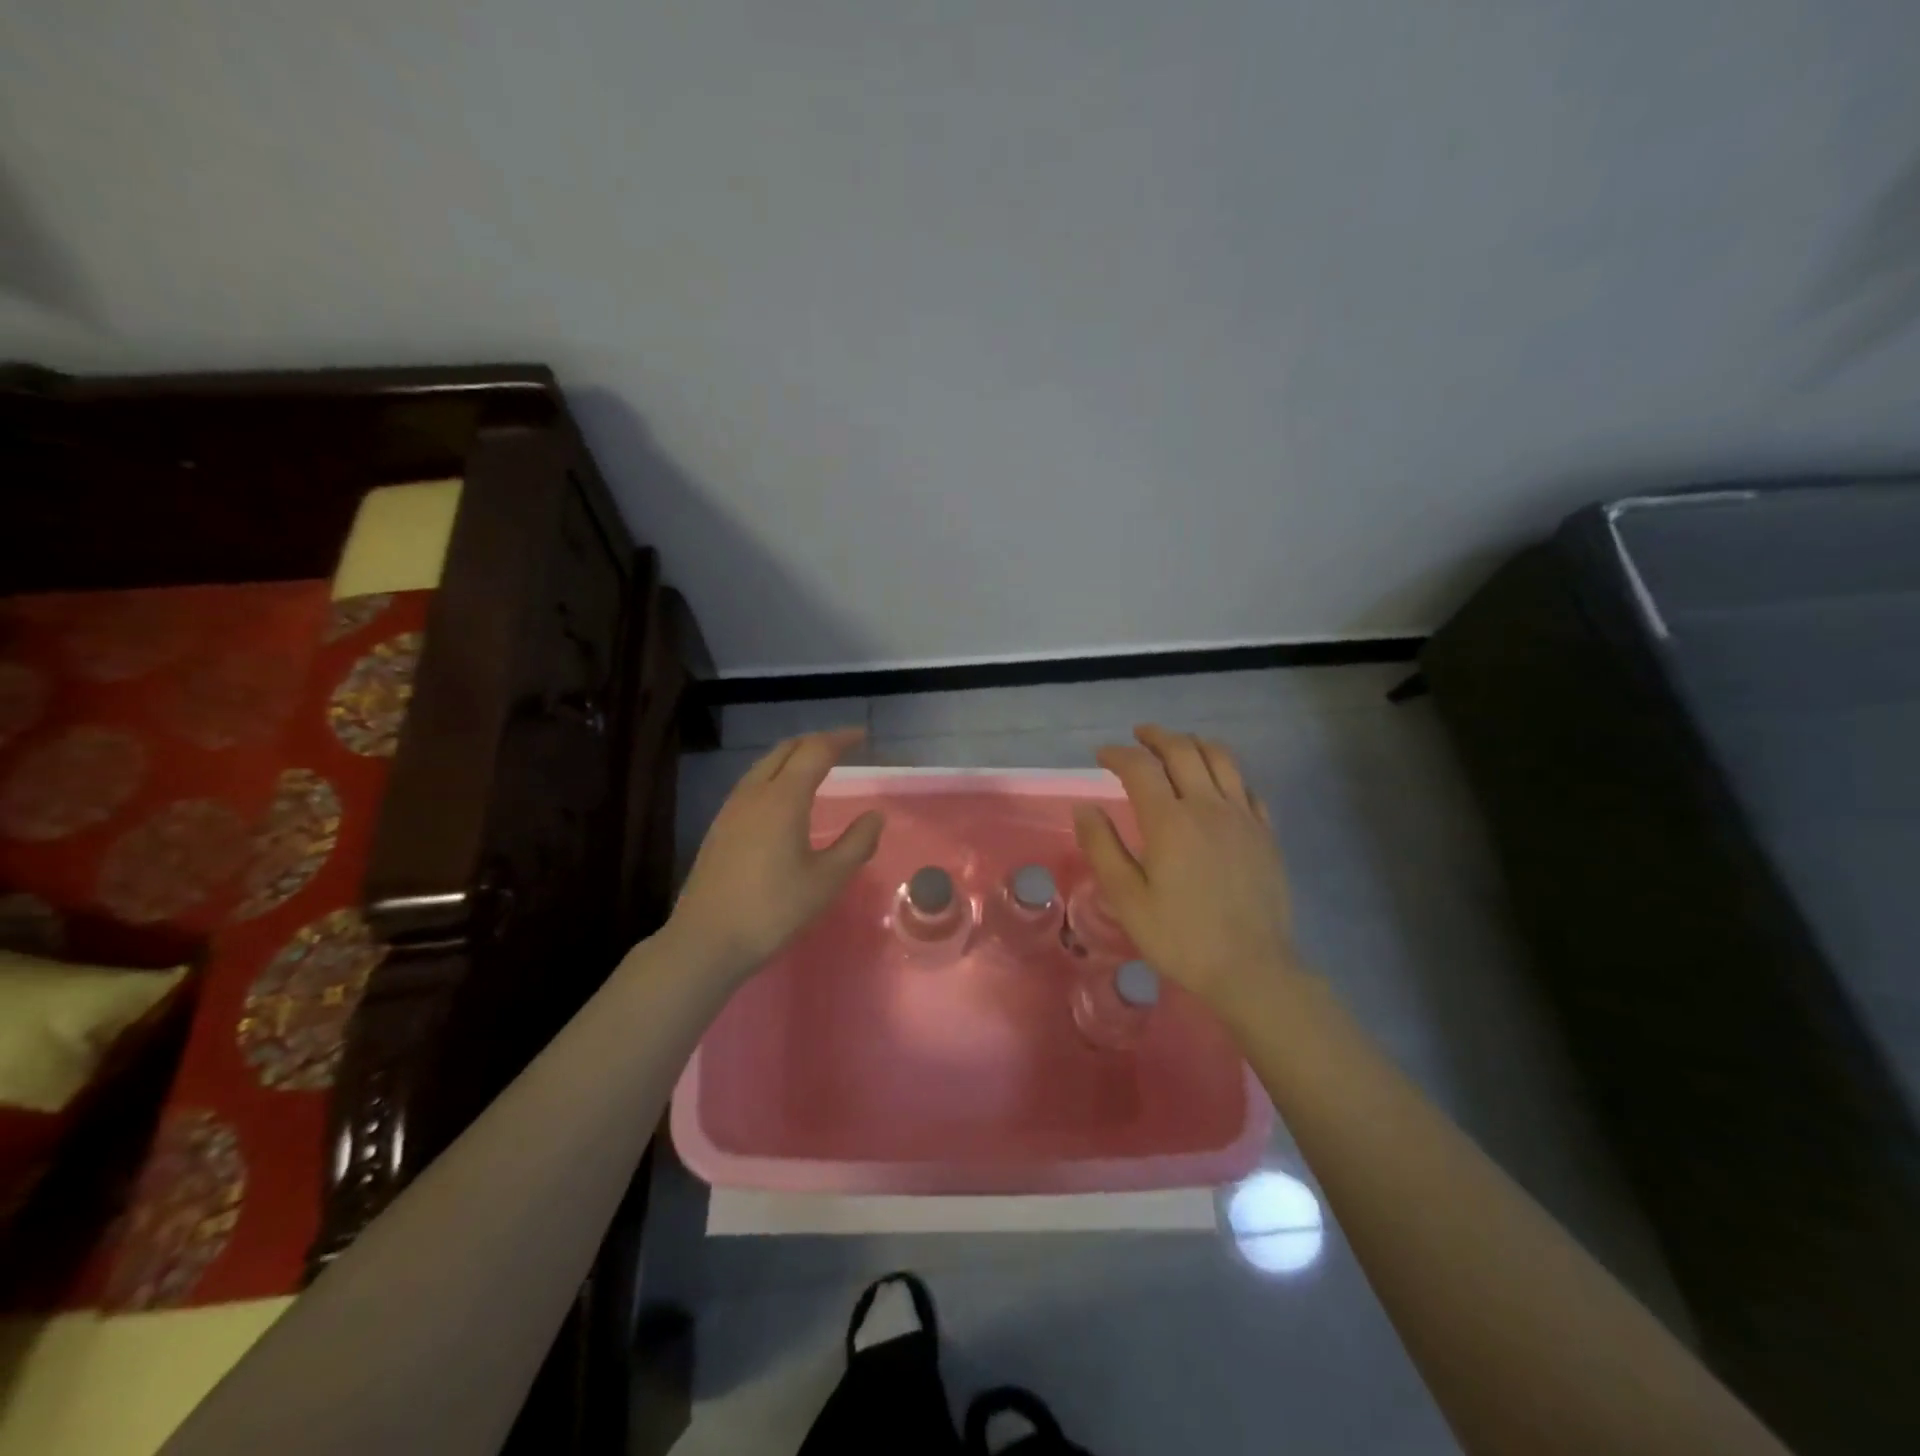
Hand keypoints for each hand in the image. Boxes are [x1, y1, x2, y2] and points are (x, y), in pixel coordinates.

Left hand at [666, 728, 883, 986]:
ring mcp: (731, 809)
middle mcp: (754, 793)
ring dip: (792, 756)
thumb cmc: (773, 910)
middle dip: (815, 741)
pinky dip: (775, 774)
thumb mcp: (827, 881)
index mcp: (783, 799)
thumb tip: (875, 816)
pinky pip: (751, 783)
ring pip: (764, 765)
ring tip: (815, 765)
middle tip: (842, 746)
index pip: (815, 752)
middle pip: (785, 750)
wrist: (706, 940)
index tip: (862, 735)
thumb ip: (856, 844)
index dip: (840, 739)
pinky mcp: (719, 827)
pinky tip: (782, 798)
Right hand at [1072, 725, 1301, 1022]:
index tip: (1101, 755)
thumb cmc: (1180, 937)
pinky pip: (1247, 786)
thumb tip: (1085, 807)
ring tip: (1178, 745)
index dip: (1118, 754)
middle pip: (1183, 750)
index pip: (1140, 768)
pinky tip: (1218, 783)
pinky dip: (1227, 772)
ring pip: (1221, 758)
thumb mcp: (1126, 898)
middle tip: (1138, 736)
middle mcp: (1208, 806)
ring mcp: (1243, 817)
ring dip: (1194, 743)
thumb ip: (1103, 847)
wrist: (1252, 968)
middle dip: (1156, 737)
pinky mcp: (1266, 833)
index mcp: (1170, 821)